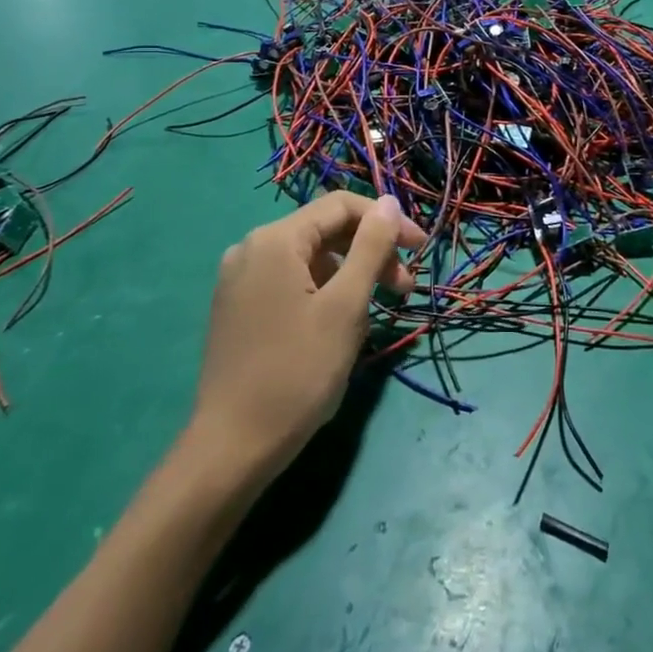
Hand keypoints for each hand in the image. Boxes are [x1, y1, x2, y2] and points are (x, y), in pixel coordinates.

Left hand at [187, 192, 425, 484]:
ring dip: (350, 274)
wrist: (232, 448)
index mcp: (274, 240)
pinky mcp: (237, 307)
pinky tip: (339, 323)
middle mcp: (251, 248)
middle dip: (370, 251)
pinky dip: (324, 290)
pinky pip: (290, 280)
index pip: (341, 206)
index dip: (386, 221)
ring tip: (376, 311)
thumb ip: (371, 247)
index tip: (420, 250)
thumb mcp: (345, 306)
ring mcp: (239, 279)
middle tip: (404, 289)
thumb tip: (389, 203)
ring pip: (310, 258)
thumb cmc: (297, 372)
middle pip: (325, 230)